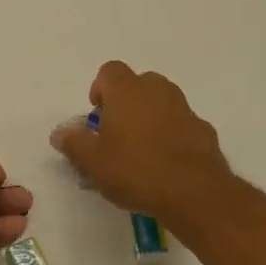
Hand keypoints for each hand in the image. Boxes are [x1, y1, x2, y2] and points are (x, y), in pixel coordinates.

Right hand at [51, 62, 234, 231]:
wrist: (195, 194)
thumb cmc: (135, 170)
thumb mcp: (92, 162)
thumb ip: (74, 143)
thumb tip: (60, 133)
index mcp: (127, 91)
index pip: (110, 71)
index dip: (100, 88)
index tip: (96, 115)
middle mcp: (157, 91)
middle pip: (139, 82)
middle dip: (127, 100)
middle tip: (117, 130)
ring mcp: (185, 110)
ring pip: (163, 102)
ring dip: (151, 116)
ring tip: (141, 148)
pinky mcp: (205, 131)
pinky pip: (182, 124)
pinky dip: (173, 134)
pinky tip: (166, 163)